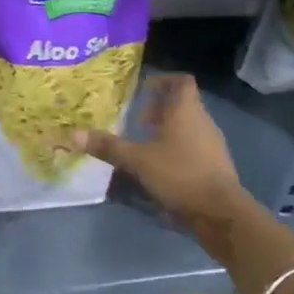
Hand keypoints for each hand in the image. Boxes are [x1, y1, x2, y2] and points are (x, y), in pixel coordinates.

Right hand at [72, 74, 258, 259]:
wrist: (220, 212)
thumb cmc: (179, 174)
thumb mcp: (138, 160)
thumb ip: (108, 146)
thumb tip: (72, 135)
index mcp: (187, 111)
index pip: (181, 82)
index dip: (163, 81)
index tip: (144, 90)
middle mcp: (203, 122)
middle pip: (184, 104)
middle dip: (160, 109)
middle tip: (138, 121)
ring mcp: (213, 145)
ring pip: (189, 126)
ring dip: (168, 130)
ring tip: (146, 144)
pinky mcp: (216, 166)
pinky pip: (195, 146)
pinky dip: (178, 148)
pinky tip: (161, 166)